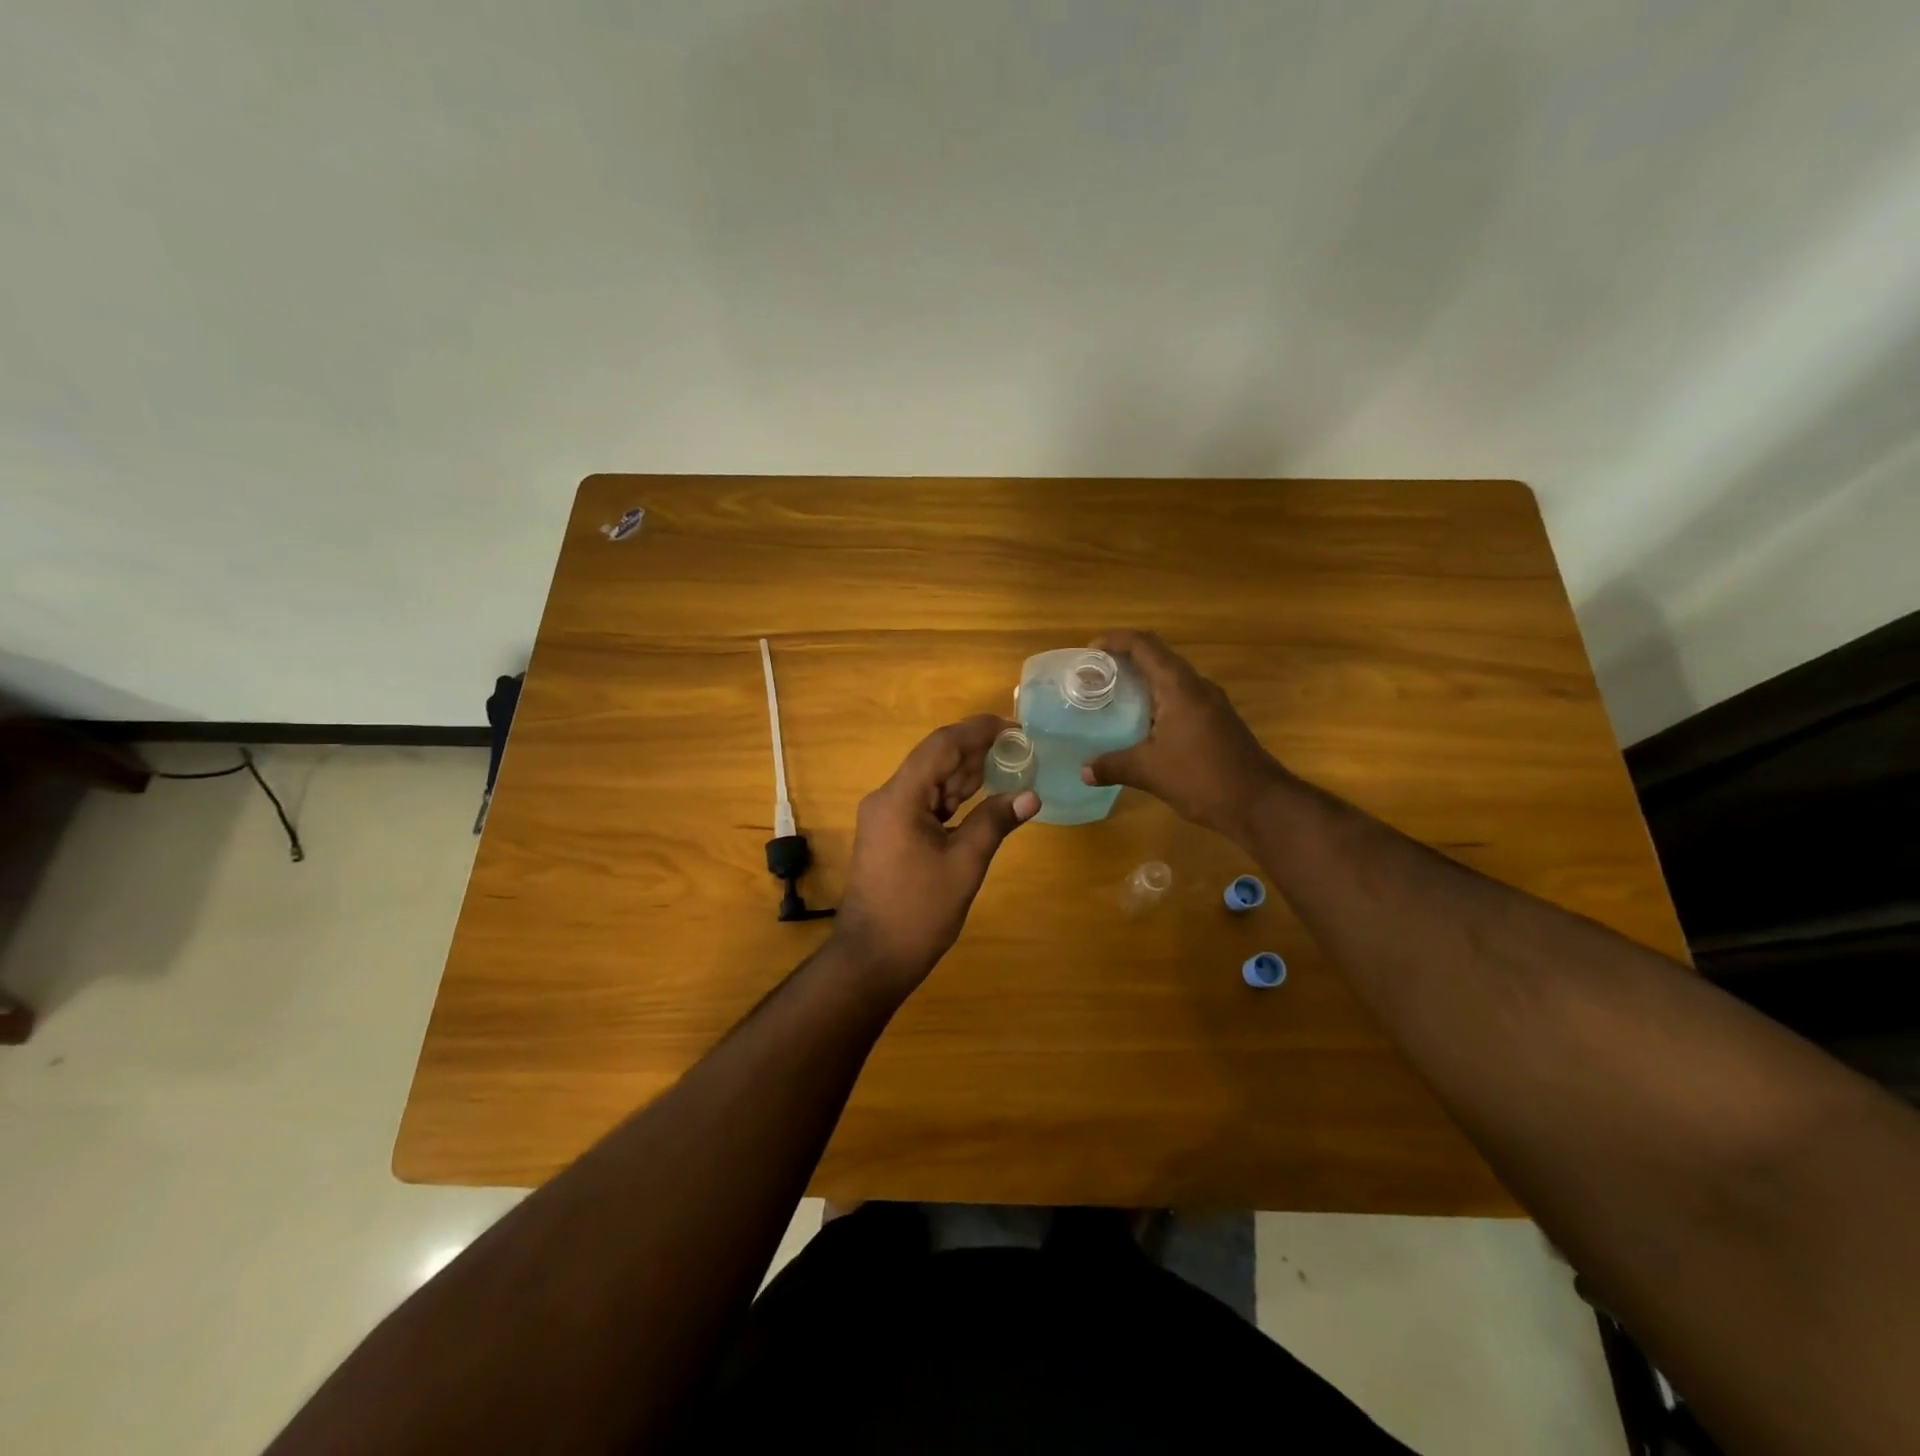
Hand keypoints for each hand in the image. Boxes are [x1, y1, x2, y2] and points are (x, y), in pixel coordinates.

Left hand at [833, 715, 1039, 992]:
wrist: (873, 957)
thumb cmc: (919, 911)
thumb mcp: (964, 864)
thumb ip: (995, 822)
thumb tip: (1031, 795)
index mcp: (900, 798)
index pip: (941, 746)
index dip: (977, 731)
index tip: (1013, 727)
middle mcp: (887, 798)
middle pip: (934, 759)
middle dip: (975, 751)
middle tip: (1018, 749)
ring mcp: (886, 816)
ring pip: (930, 781)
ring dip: (965, 774)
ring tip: (1007, 766)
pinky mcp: (890, 833)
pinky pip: (924, 802)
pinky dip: (952, 798)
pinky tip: (980, 796)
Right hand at [1081, 629, 1286, 842]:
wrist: (1260, 803)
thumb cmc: (1202, 778)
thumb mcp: (1149, 772)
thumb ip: (1113, 766)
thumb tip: (1084, 771)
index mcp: (1179, 687)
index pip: (1144, 645)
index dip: (1115, 640)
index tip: (1088, 651)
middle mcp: (1197, 686)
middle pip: (1157, 656)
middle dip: (1124, 659)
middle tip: (1094, 676)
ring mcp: (1211, 703)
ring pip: (1170, 678)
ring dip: (1142, 680)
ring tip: (1111, 696)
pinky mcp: (1216, 721)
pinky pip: (1180, 697)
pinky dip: (1156, 700)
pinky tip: (1140, 724)